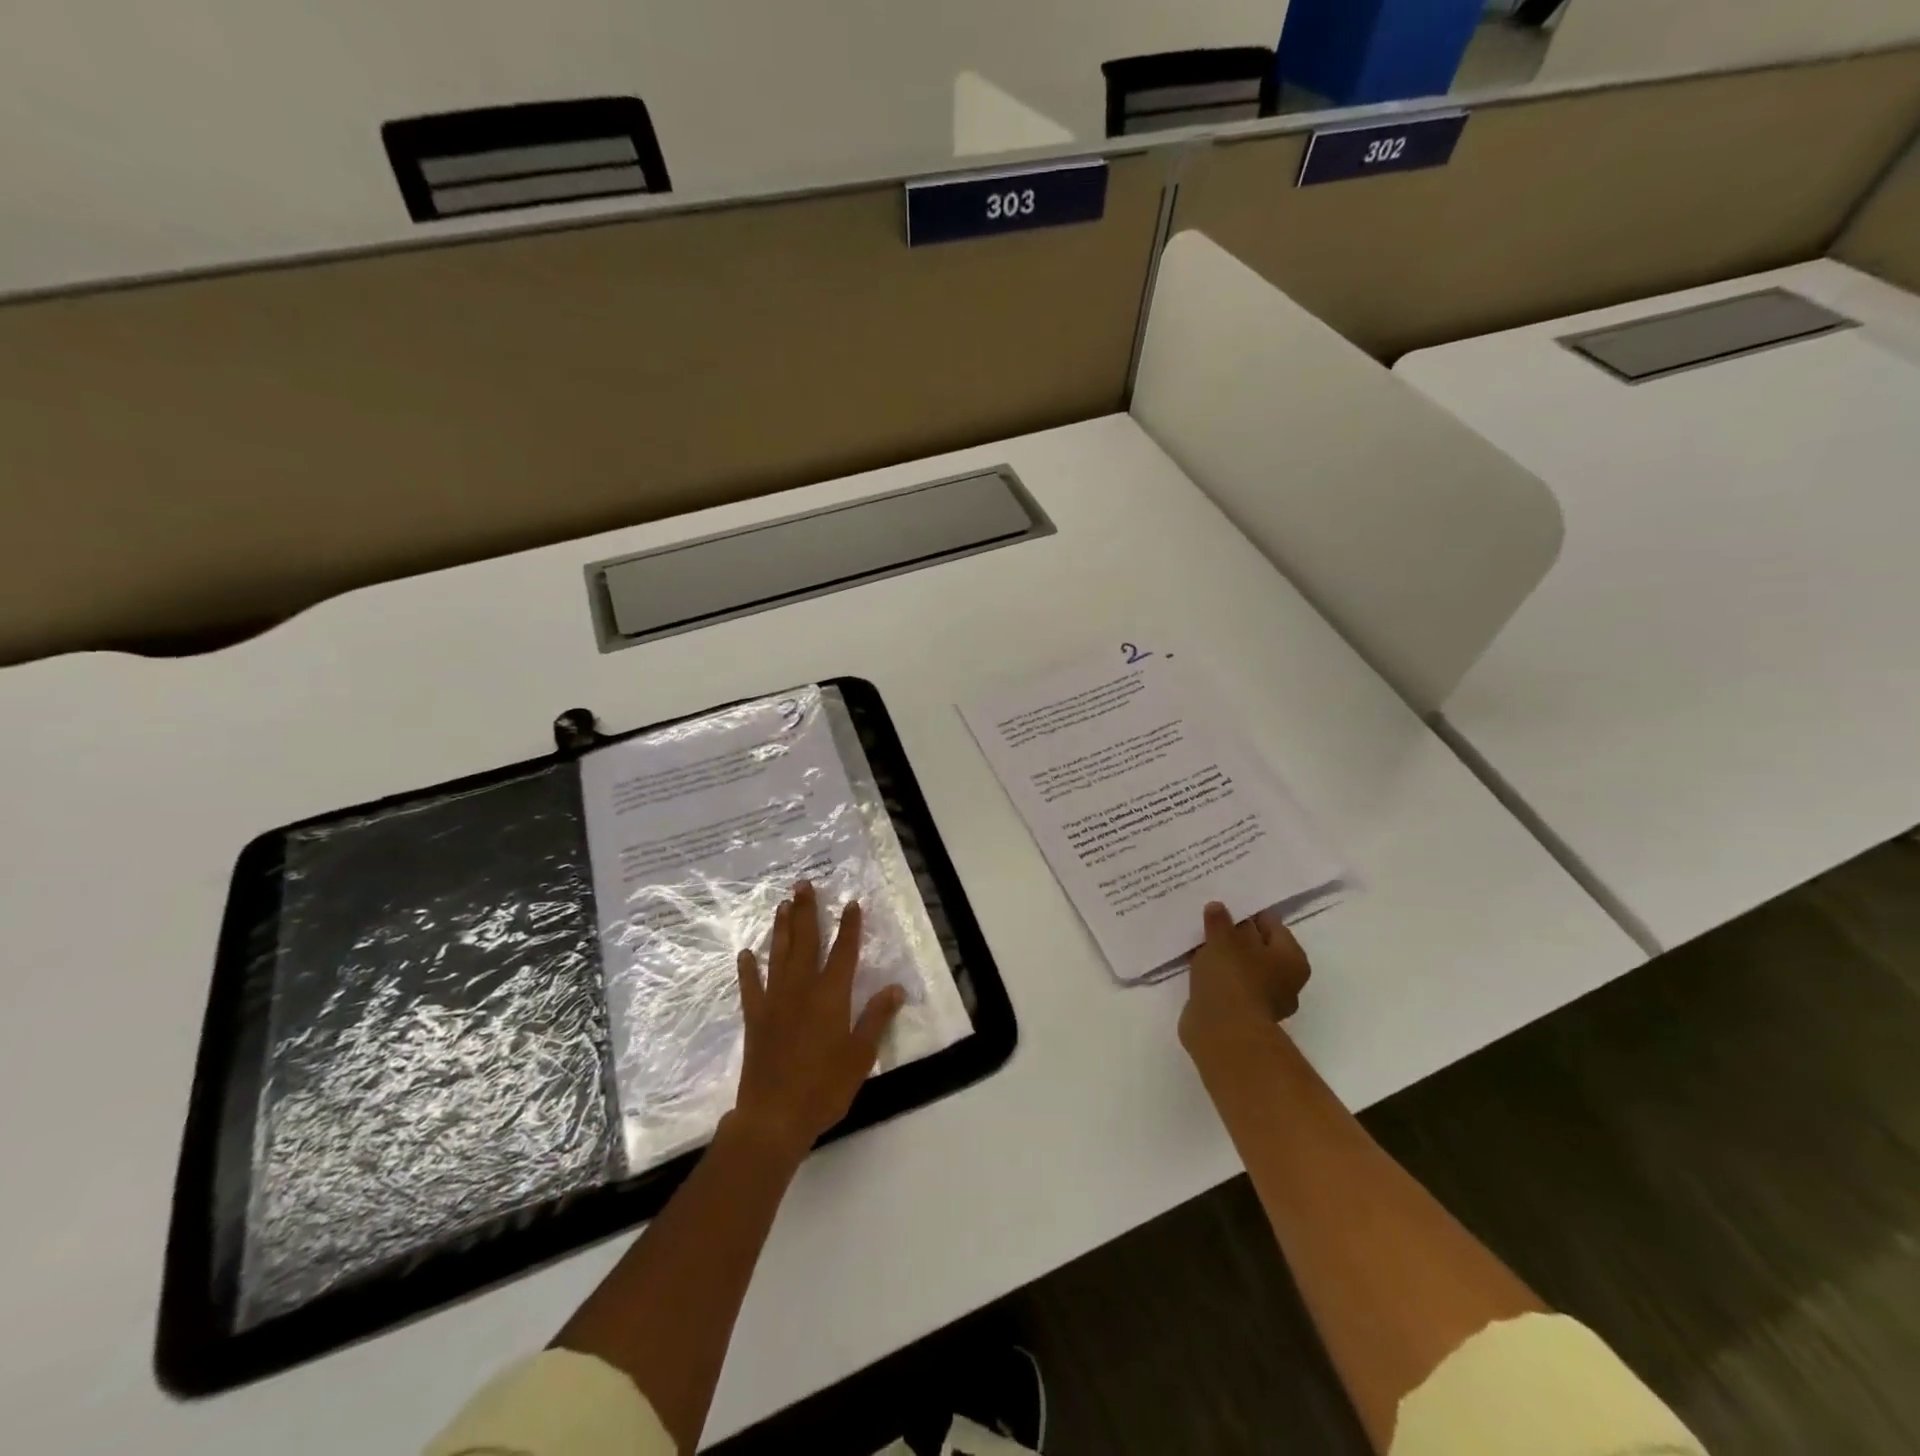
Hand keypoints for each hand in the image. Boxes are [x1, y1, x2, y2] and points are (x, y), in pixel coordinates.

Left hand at [731, 880, 904, 1162]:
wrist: (773, 1117)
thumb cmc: (824, 1088)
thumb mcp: (861, 1056)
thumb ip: (876, 1018)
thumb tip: (895, 988)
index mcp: (831, 996)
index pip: (844, 952)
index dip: (849, 927)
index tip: (851, 903)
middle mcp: (801, 989)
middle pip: (805, 941)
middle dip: (807, 911)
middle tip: (803, 884)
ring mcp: (774, 1001)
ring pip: (778, 955)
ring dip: (781, 928)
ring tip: (782, 904)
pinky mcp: (754, 1018)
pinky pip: (750, 986)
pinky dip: (748, 968)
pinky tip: (746, 953)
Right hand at [1179, 901, 1310, 1053]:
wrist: (1222, 1031)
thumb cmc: (1233, 978)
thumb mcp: (1223, 939)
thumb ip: (1220, 921)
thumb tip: (1217, 907)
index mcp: (1291, 958)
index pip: (1272, 924)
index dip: (1249, 911)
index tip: (1226, 902)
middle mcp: (1284, 979)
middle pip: (1257, 946)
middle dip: (1235, 934)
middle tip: (1209, 918)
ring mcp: (1262, 999)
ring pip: (1240, 966)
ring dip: (1222, 955)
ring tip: (1198, 938)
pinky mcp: (1239, 1012)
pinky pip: (1226, 983)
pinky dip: (1215, 975)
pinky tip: (1195, 963)